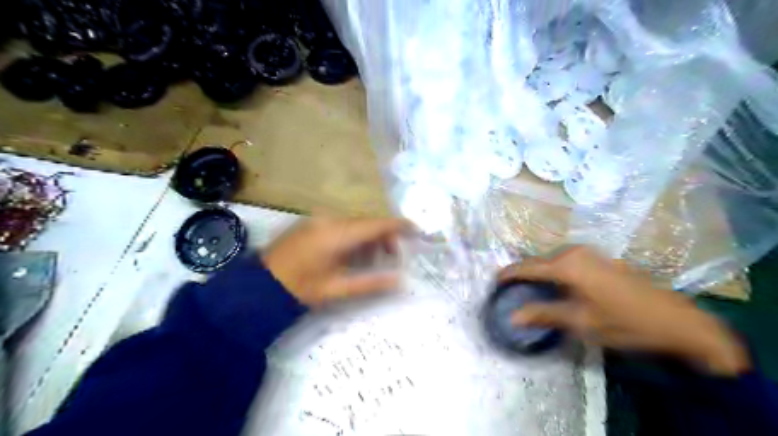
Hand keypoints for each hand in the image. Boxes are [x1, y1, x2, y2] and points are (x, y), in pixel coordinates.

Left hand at [262, 216, 407, 306]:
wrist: (259, 285)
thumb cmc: (300, 288)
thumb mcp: (337, 289)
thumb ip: (371, 283)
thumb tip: (401, 280)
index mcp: (338, 234)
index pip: (377, 224)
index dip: (399, 225)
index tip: (417, 230)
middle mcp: (330, 219)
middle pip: (367, 222)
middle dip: (384, 237)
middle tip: (393, 258)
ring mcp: (319, 219)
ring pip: (355, 223)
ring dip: (369, 237)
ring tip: (374, 259)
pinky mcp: (312, 223)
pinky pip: (342, 224)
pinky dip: (354, 236)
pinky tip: (354, 253)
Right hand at [501, 246, 750, 375]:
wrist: (677, 320)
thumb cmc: (626, 322)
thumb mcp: (581, 322)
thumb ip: (544, 314)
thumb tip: (512, 316)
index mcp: (567, 265)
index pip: (527, 267)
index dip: (508, 274)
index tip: (493, 281)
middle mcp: (574, 252)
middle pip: (539, 261)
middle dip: (523, 274)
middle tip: (511, 291)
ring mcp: (589, 252)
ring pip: (552, 260)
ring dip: (539, 273)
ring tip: (529, 290)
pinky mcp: (599, 257)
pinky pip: (566, 261)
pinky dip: (554, 272)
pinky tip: (555, 286)